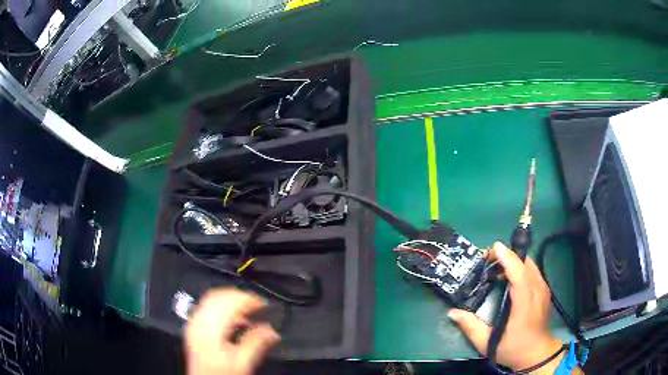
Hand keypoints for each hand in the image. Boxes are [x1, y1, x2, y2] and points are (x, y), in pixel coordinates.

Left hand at [186, 289, 279, 374]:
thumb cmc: (222, 373)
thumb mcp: (243, 362)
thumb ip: (256, 343)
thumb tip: (272, 330)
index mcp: (210, 329)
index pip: (228, 302)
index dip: (248, 299)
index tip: (264, 304)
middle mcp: (198, 321)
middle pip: (218, 296)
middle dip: (240, 296)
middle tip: (258, 304)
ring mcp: (194, 322)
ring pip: (212, 298)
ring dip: (231, 299)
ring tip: (248, 308)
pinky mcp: (194, 326)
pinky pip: (207, 306)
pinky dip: (222, 306)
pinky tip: (235, 317)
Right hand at [448, 242, 564, 372]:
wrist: (537, 353)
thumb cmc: (513, 349)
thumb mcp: (488, 343)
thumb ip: (471, 327)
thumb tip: (453, 312)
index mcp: (525, 303)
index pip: (519, 274)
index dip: (508, 259)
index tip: (494, 248)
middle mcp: (537, 291)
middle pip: (525, 263)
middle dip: (507, 255)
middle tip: (488, 258)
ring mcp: (543, 289)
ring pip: (530, 264)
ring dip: (514, 260)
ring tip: (496, 266)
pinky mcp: (544, 290)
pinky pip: (532, 270)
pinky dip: (520, 267)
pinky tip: (509, 276)